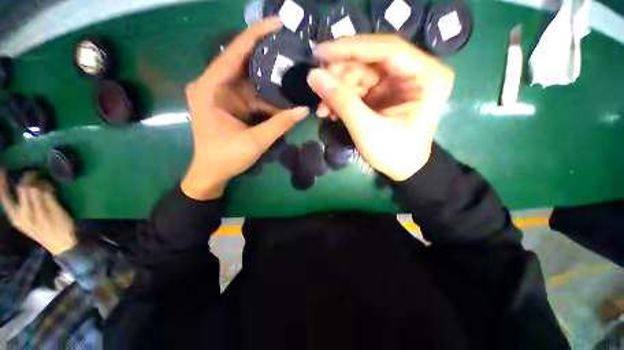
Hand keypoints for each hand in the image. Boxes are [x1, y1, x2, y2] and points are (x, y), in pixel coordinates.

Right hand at [0, 172, 76, 254]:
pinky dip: (49, 186)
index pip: (4, 197)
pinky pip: (48, 191)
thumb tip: (19, 188)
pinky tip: (52, 188)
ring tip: (45, 183)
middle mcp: (24, 214)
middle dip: (28, 176)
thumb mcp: (26, 223)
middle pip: (22, 187)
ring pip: (34, 187)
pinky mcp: (52, 209)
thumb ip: (20, 209)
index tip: (2, 168)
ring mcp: (38, 212)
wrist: (62, 244)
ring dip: (40, 181)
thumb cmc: (43, 232)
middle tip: (35, 174)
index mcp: (15, 218)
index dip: (1, 182)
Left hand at [182, 17, 308, 199]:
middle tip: (291, 45)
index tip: (278, 24)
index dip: (256, 35)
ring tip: (291, 67)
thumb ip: (279, 124)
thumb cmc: (226, 158)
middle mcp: (213, 85)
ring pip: (249, 78)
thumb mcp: (255, 141)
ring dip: (269, 76)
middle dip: (266, 53)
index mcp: (209, 88)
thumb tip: (304, 109)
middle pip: (242, 61)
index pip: (233, 53)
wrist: (211, 173)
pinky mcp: (230, 104)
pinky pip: (251, 93)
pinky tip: (282, 94)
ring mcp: (222, 94)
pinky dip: (266, 95)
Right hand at [307, 35, 453, 180]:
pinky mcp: (383, 93)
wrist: (402, 169)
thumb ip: (341, 102)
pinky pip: (357, 88)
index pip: (386, 49)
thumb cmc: (393, 153)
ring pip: (359, 75)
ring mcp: (397, 82)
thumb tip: (313, 76)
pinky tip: (330, 112)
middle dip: (339, 76)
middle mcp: (414, 71)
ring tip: (322, 110)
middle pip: (369, 61)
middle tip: (317, 88)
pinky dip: (341, 98)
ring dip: (337, 91)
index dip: (351, 48)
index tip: (320, 52)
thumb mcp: (367, 130)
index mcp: (426, 76)